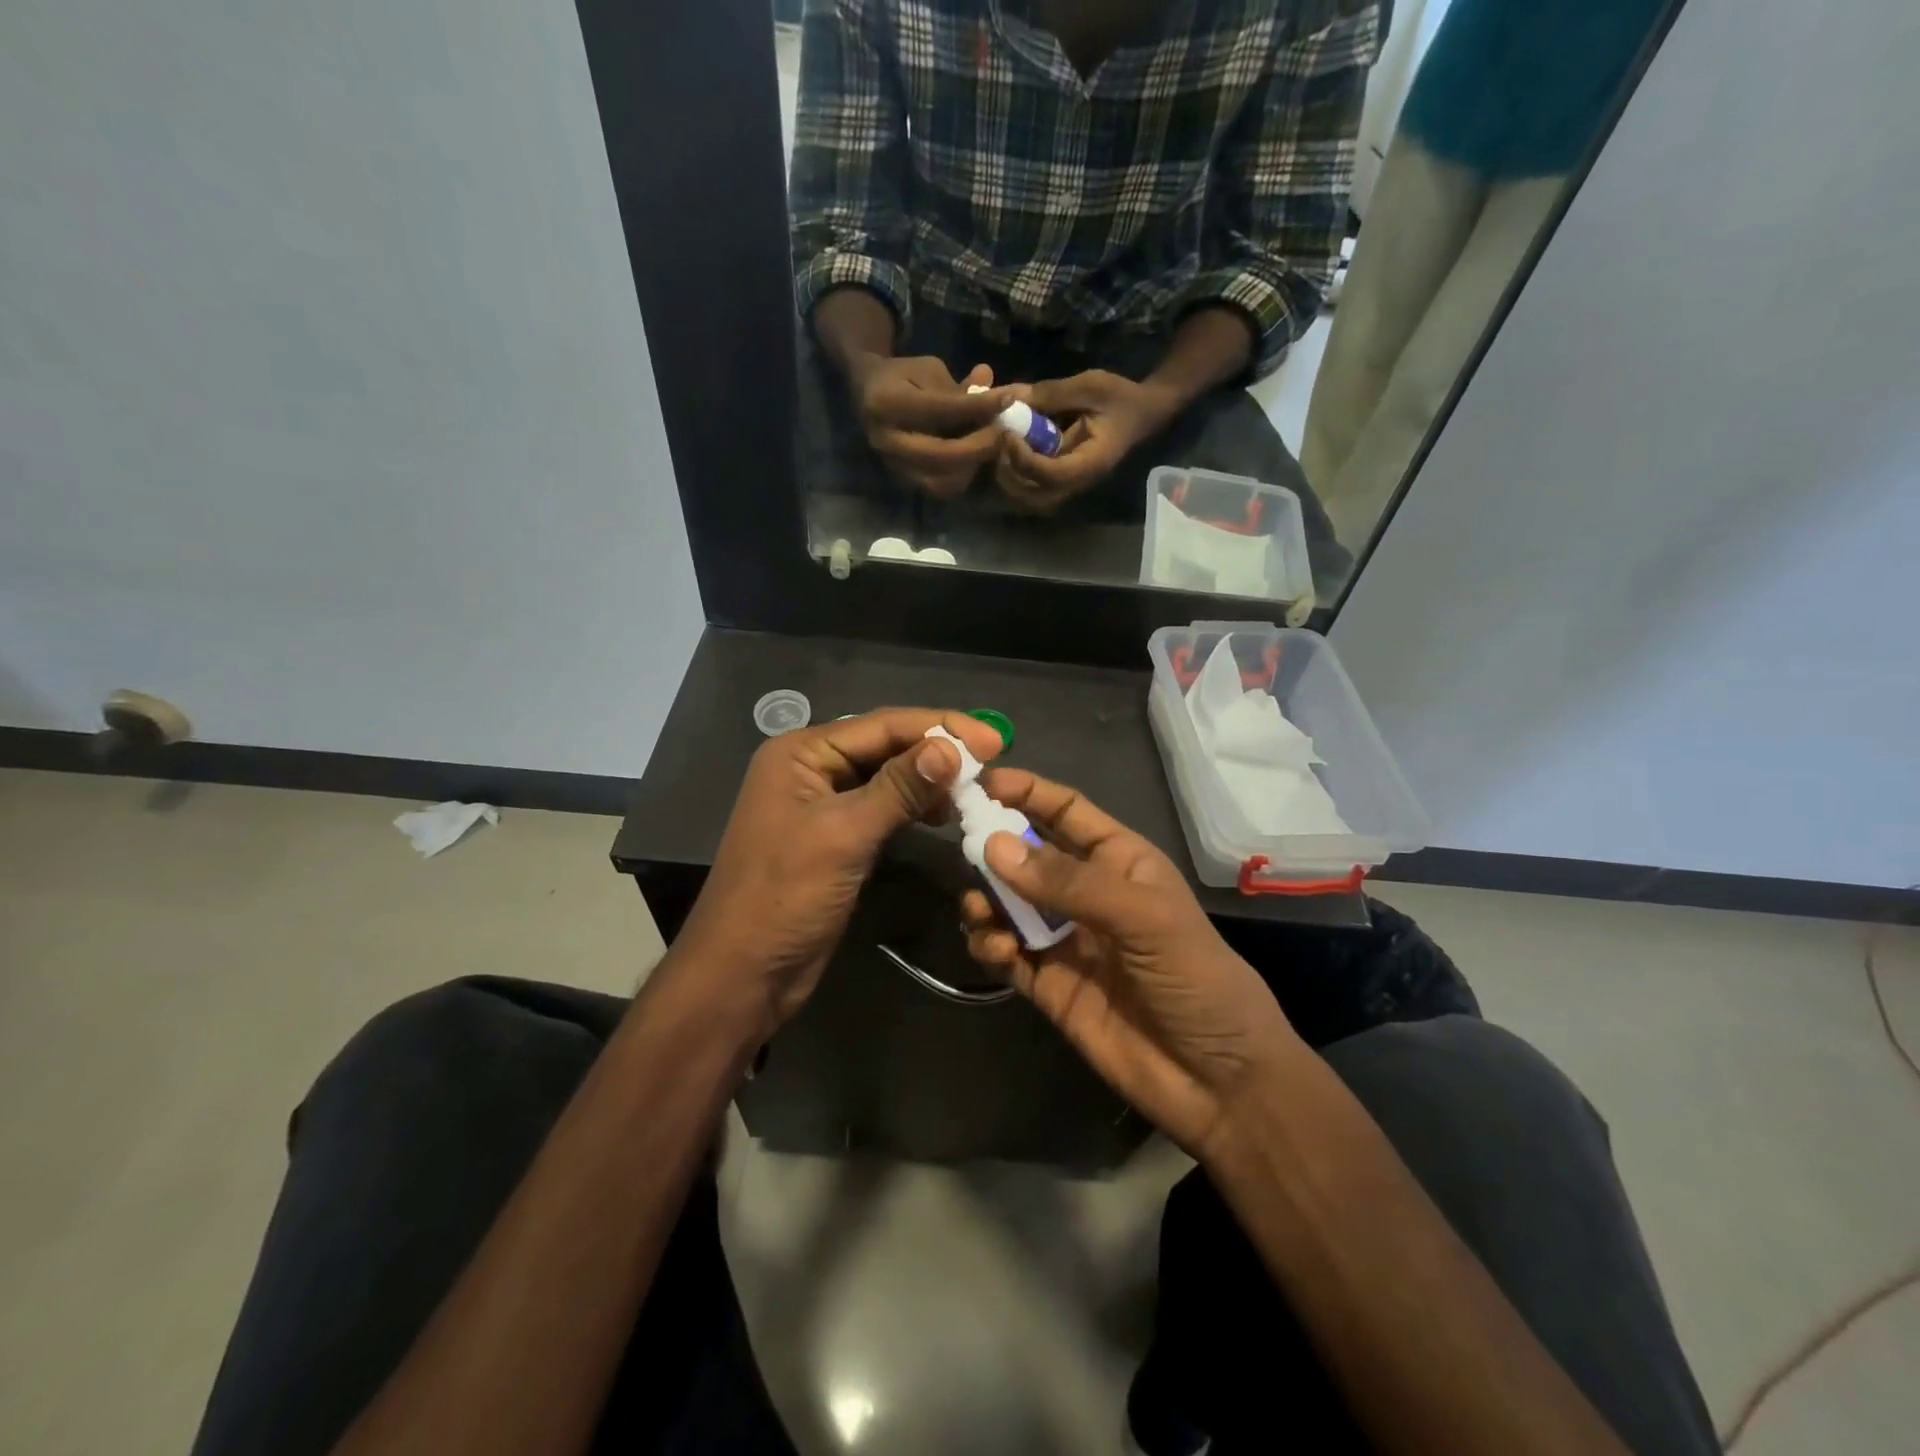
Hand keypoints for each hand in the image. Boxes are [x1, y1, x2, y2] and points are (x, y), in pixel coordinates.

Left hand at [672, 708, 1005, 1036]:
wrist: (743, 973)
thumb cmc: (785, 897)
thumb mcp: (844, 835)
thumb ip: (898, 787)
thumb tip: (951, 747)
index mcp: (801, 753)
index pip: (882, 725)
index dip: (940, 726)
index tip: (995, 739)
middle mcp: (810, 769)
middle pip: (884, 746)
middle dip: (936, 751)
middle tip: (992, 761)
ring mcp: (821, 805)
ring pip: (886, 778)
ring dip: (928, 780)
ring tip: (972, 791)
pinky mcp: (835, 838)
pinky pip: (881, 808)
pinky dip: (912, 808)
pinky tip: (940, 815)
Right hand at [853, 357, 1020, 496]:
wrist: (865, 394)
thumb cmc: (901, 377)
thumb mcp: (928, 370)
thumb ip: (960, 386)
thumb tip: (998, 392)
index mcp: (887, 402)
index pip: (942, 408)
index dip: (979, 406)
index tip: (1007, 399)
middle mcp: (886, 439)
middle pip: (942, 454)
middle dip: (979, 445)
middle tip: (1002, 433)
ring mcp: (892, 465)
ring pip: (941, 479)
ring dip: (972, 466)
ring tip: (989, 447)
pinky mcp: (901, 480)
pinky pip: (938, 488)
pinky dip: (961, 477)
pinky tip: (973, 461)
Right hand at [960, 768, 1302, 1157]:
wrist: (1218, 1082)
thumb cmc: (1196, 979)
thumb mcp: (1143, 918)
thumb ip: (1068, 882)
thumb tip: (992, 846)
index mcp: (1119, 860)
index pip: (1065, 811)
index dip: (1026, 792)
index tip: (980, 782)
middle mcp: (1087, 892)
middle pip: (1027, 854)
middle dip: (993, 846)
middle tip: (962, 847)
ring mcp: (1064, 938)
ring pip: (1007, 903)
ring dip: (985, 899)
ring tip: (980, 911)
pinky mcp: (1047, 983)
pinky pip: (1005, 951)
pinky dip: (990, 945)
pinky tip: (996, 950)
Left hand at [995, 370, 1178, 511]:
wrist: (1142, 412)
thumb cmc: (1120, 397)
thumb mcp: (1090, 385)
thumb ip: (1052, 394)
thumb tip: (1013, 397)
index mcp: (1090, 462)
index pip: (1050, 475)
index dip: (1024, 459)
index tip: (1007, 433)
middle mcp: (1078, 482)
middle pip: (1034, 497)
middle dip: (1010, 474)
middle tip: (998, 443)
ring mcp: (1069, 484)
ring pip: (1030, 498)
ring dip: (1009, 478)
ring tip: (1001, 447)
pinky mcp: (1061, 479)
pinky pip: (1032, 487)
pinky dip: (1015, 474)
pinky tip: (1009, 450)